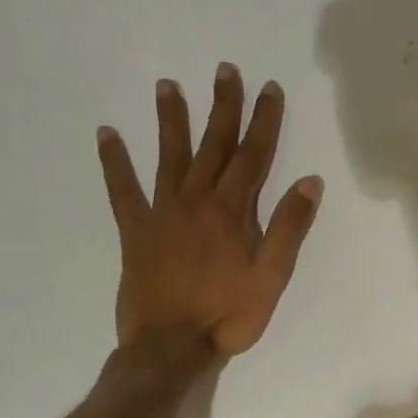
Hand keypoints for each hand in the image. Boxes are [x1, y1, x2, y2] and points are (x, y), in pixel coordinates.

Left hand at [97, 64, 322, 360]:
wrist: (170, 346)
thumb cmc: (229, 315)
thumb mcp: (272, 276)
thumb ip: (289, 227)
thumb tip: (310, 181)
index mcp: (232, 211)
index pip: (253, 155)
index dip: (264, 120)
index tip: (269, 88)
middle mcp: (196, 200)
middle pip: (213, 144)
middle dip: (222, 106)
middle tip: (225, 70)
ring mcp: (162, 212)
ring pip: (168, 155)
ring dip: (170, 119)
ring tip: (167, 85)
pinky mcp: (135, 231)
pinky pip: (122, 189)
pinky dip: (114, 162)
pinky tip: (106, 134)